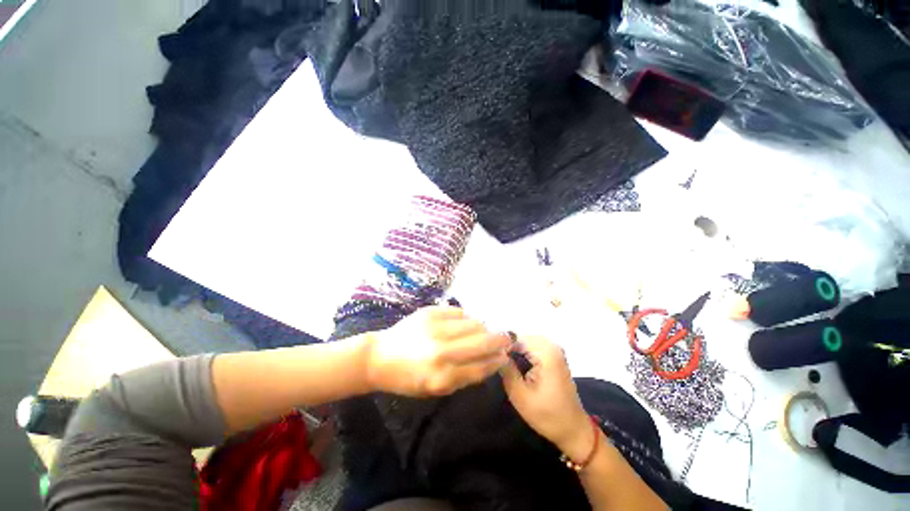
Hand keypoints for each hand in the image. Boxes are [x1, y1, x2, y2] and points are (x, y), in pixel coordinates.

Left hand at [366, 306, 510, 396]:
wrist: (380, 356)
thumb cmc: (408, 378)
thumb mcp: (436, 388)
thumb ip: (464, 376)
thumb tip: (490, 360)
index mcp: (442, 377)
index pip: (481, 367)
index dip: (496, 361)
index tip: (506, 355)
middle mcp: (441, 351)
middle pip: (482, 342)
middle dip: (499, 339)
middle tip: (507, 337)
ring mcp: (435, 328)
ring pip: (474, 323)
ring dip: (482, 328)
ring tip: (482, 331)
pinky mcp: (430, 312)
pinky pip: (459, 312)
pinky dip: (466, 318)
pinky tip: (464, 323)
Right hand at [501, 336, 592, 460]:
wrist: (573, 429)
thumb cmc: (547, 415)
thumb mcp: (520, 395)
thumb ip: (506, 369)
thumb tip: (494, 352)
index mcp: (546, 352)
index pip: (515, 337)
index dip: (501, 345)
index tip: (490, 357)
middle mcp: (551, 345)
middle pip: (521, 337)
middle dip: (507, 346)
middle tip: (495, 361)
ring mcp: (554, 349)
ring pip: (526, 340)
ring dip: (514, 349)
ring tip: (503, 363)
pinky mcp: (554, 355)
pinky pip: (533, 346)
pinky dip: (522, 352)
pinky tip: (515, 363)